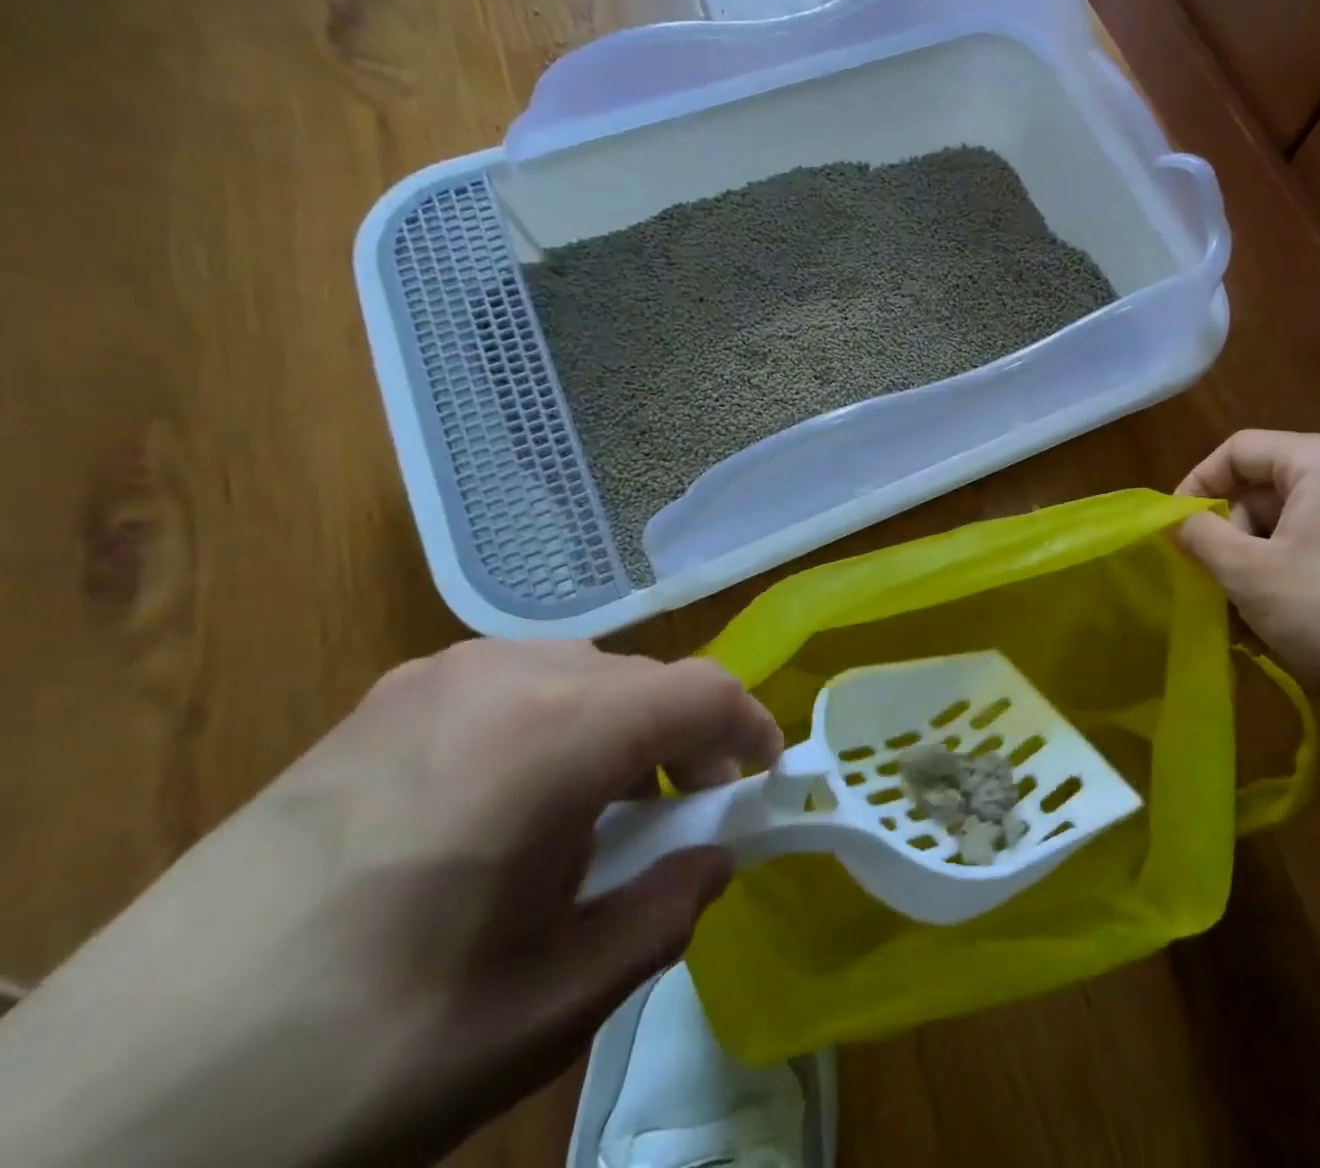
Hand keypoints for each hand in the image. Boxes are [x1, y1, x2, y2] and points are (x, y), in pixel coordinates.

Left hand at [0, 640, 781, 1167]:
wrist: (86, 1113)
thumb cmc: (350, 1061)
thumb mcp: (541, 1009)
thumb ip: (658, 915)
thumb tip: (714, 859)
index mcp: (546, 734)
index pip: (697, 691)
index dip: (750, 728)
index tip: (764, 784)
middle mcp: (497, 674)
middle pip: (642, 680)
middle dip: (685, 741)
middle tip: (684, 823)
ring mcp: (429, 679)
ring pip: (582, 675)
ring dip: (620, 734)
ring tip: (600, 822)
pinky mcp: (380, 702)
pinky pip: (513, 686)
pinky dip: (555, 728)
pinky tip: (515, 808)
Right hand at [1176, 431, 1319, 706]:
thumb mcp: (1249, 572)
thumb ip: (1200, 535)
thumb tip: (1173, 519)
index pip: (1238, 450)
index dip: (1197, 485)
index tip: (1174, 531)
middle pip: (1260, 493)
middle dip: (1227, 540)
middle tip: (1210, 586)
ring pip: (1283, 532)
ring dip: (1250, 572)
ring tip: (1238, 622)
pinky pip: (1312, 557)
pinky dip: (1283, 584)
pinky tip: (1270, 632)